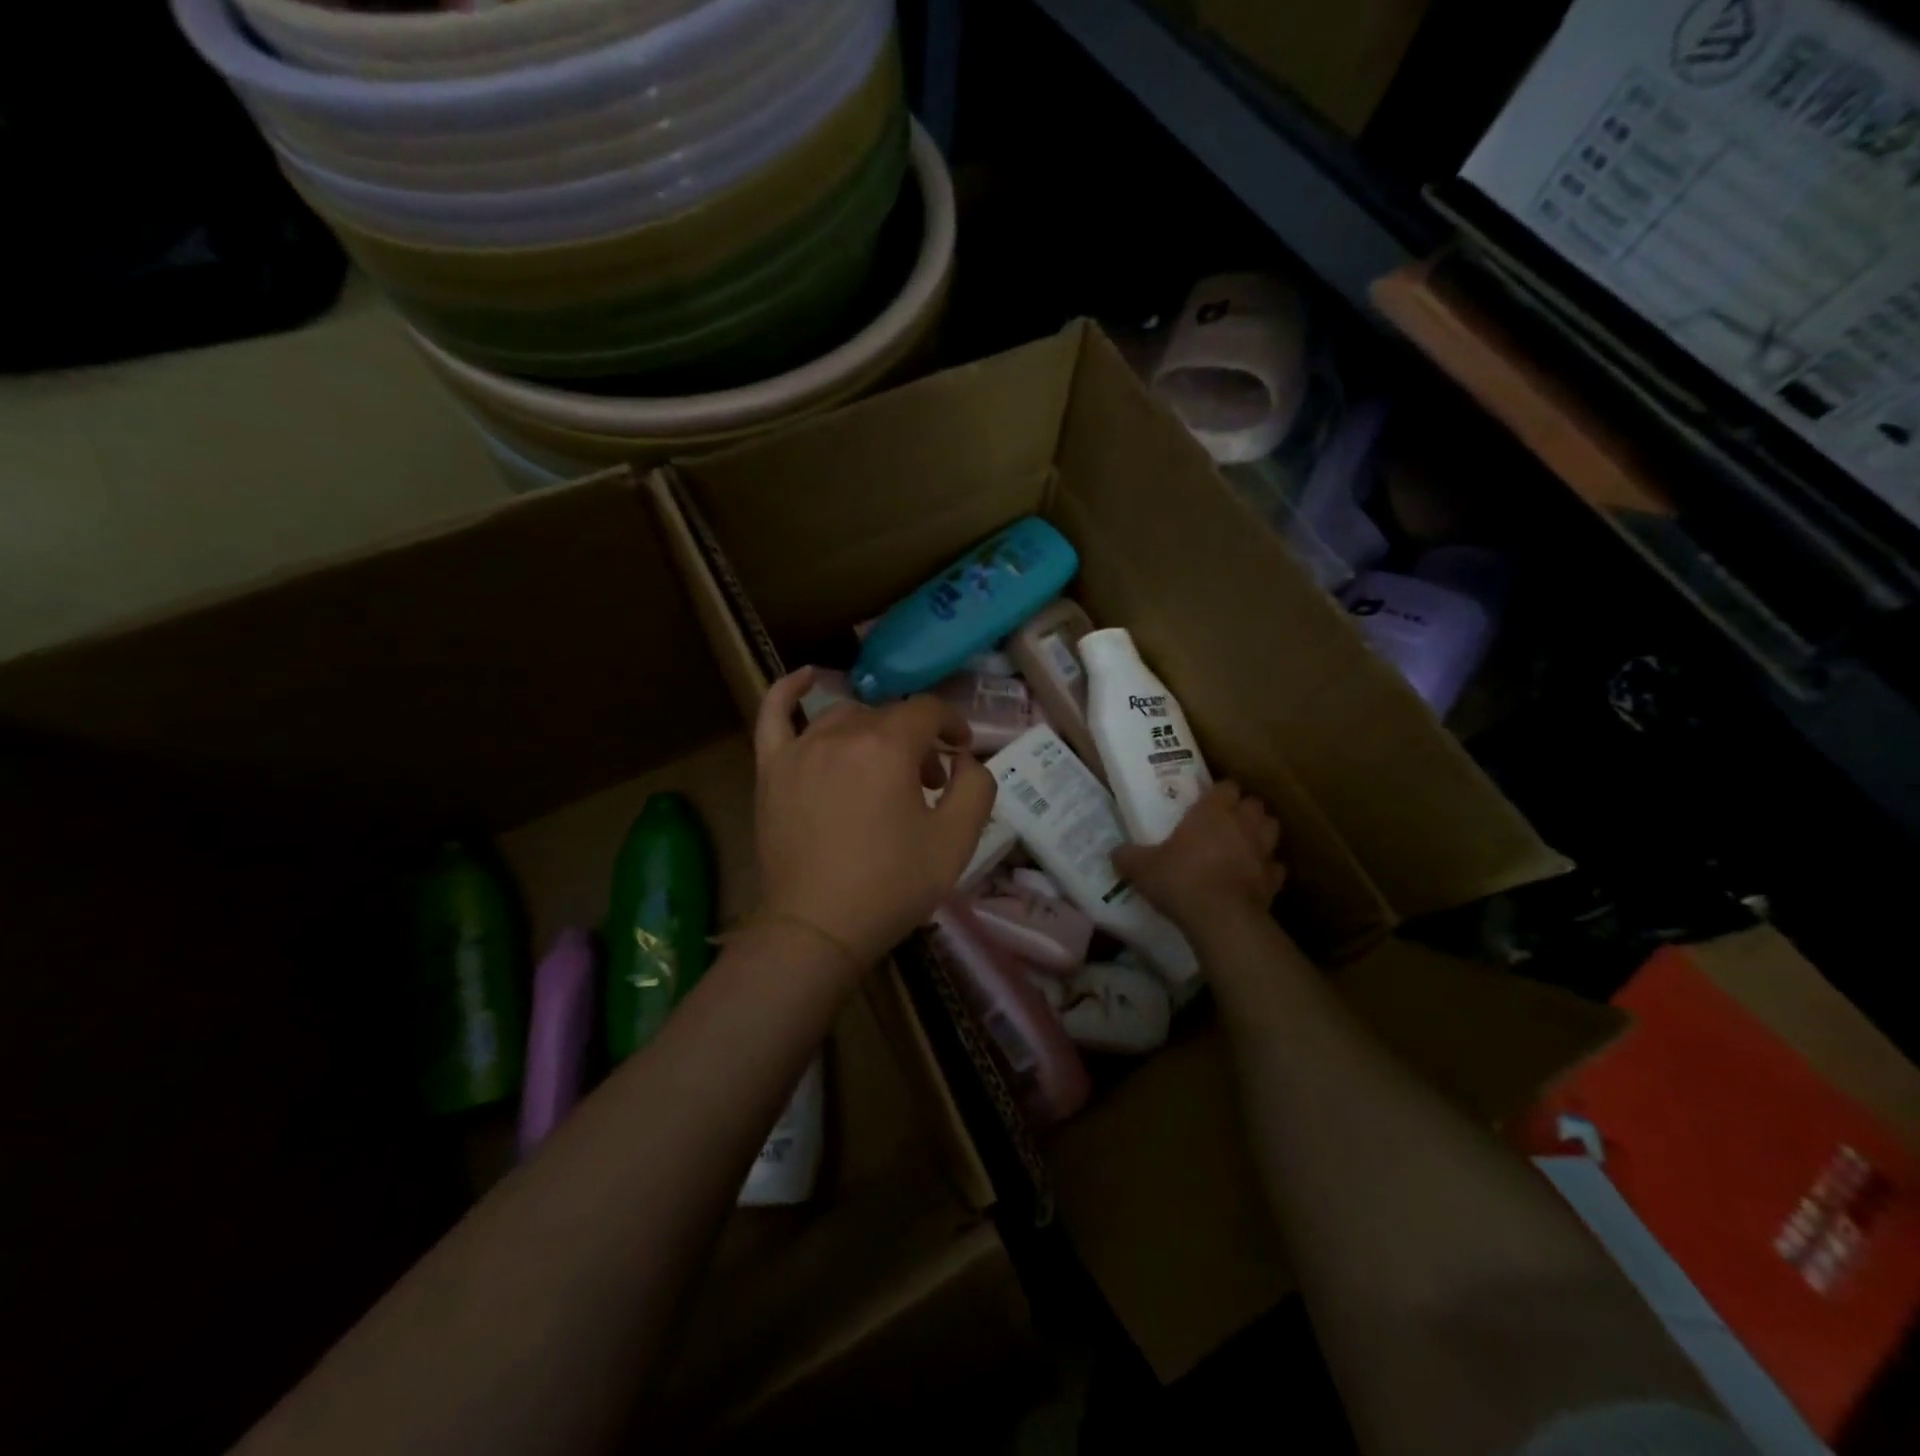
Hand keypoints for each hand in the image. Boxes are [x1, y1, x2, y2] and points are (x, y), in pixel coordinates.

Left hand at [752, 667, 994, 972]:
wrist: (818, 928)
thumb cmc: (892, 885)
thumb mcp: (956, 841)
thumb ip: (976, 786)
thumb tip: (964, 759)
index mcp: (889, 747)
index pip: (929, 711)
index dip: (953, 725)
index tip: (962, 752)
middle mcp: (842, 735)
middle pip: (889, 717)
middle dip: (918, 741)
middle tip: (929, 784)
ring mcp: (800, 749)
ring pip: (845, 718)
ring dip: (873, 732)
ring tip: (884, 766)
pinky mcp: (772, 770)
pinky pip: (773, 716)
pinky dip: (788, 691)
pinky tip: (806, 677)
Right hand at [1112, 782, 1287, 930]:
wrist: (1221, 919)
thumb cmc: (1180, 880)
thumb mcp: (1141, 868)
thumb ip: (1128, 856)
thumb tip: (1115, 852)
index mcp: (1212, 811)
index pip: (1226, 786)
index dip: (1219, 791)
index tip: (1207, 800)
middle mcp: (1242, 824)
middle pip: (1254, 803)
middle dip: (1244, 809)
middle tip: (1225, 821)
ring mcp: (1263, 852)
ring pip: (1272, 829)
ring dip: (1260, 832)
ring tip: (1243, 843)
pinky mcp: (1274, 880)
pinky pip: (1275, 867)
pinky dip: (1267, 869)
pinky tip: (1253, 877)